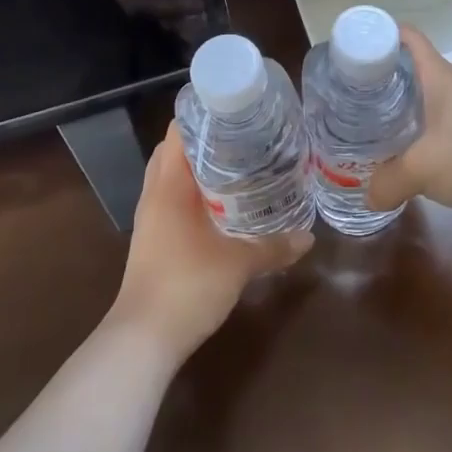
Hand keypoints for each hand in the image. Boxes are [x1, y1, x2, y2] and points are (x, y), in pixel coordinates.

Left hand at [111, 124, 312, 360]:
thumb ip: (274, 246)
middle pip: (174, 152)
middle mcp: (154, 195)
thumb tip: (309, 237)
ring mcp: (150, 219)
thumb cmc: (187, 287)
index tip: (237, 110)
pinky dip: (192, 194)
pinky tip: (221, 206)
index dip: (204, 116)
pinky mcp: (152, 241)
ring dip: (198, 169)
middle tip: (243, 137)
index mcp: (169, 186)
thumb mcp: (239, 264)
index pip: (178, 132)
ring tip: (237, 166)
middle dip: (205, 141)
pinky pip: (171, 201)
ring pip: (171, 178)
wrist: (143, 341)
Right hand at [367, 26, 451, 225]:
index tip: (348, 50)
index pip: (405, 37)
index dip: (378, 34)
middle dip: (375, 79)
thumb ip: (387, 181)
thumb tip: (367, 195)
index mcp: (435, 76)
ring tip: (359, 128)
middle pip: (404, 70)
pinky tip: (391, 158)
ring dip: (390, 111)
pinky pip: (427, 130)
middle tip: (343, 96)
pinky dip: (408, 138)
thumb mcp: (422, 167)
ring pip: (415, 102)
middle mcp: (446, 88)